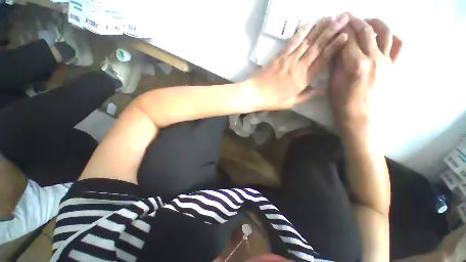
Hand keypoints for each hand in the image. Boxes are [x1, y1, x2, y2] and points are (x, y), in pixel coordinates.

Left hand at [247, 13, 349, 109]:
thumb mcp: (291, 102)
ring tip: (330, 17)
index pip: (322, 60)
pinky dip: (301, 32)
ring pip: (307, 42)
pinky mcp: (279, 56)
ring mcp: (288, 60)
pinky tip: (308, 24)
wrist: (255, 94)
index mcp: (303, 79)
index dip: (334, 47)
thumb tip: (323, 90)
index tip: (345, 36)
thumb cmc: (273, 100)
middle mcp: (298, 67)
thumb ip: (307, 95)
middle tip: (343, 18)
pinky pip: (292, 42)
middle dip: (331, 31)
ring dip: (319, 28)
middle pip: (317, 47)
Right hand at [329, 17, 401, 133]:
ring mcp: (387, 62)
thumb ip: (336, 64)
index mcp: (356, 64)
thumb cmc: (342, 103)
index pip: (348, 40)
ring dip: (375, 22)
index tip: (335, 21)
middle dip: (355, 20)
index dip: (341, 29)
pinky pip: (398, 46)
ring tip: (366, 21)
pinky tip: (384, 35)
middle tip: (347, 16)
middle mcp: (374, 58)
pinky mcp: (393, 67)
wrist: (361, 118)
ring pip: (385, 33)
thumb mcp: (333, 84)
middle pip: (366, 32)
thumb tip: (337, 48)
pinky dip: (393, 36)